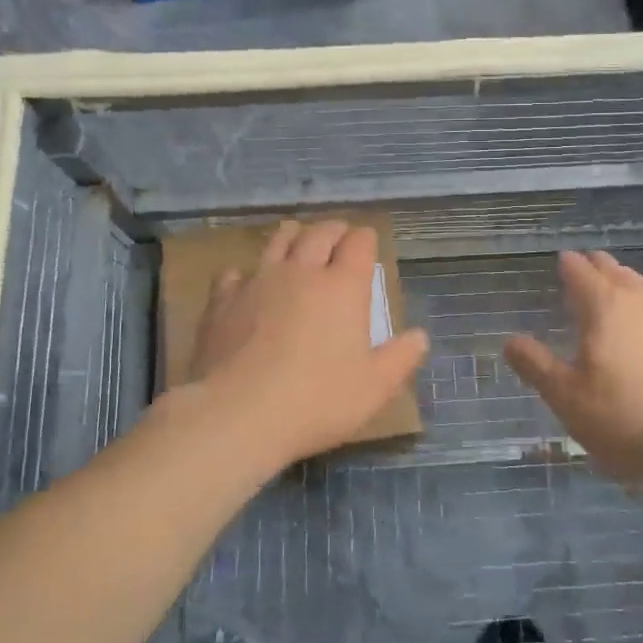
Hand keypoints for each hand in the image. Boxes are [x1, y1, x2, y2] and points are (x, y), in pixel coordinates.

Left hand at [185, 220, 429, 469]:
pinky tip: (244, 281)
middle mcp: (302, 272)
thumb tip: (420, 336)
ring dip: (292, 235)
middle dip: (333, 230)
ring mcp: (258, 282)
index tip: (367, 243)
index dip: (365, 239)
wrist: (239, 412)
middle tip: (338, 236)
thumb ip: (400, 358)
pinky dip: (245, 272)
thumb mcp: (375, 387)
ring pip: (277, 242)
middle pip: (319, 233)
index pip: (359, 243)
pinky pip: (234, 273)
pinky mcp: (223, 301)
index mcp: (343, 287)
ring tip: (296, 236)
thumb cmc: (317, 400)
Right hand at [504, 250, 642, 481]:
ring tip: (618, 286)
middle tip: (588, 264)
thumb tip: (510, 340)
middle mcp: (641, 302)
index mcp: (604, 308)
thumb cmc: (623, 419)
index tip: (563, 259)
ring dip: (627, 282)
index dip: (569, 265)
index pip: (581, 273)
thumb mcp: (566, 398)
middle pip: (616, 273)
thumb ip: (536, 365)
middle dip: (599, 266)